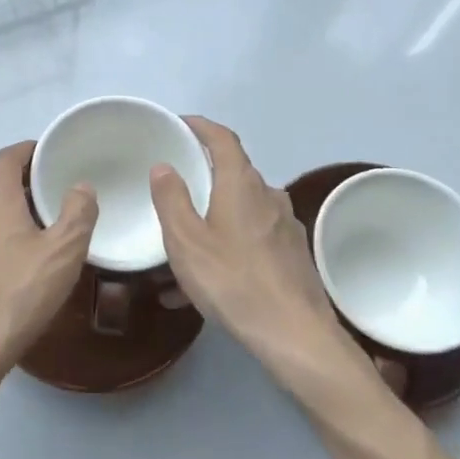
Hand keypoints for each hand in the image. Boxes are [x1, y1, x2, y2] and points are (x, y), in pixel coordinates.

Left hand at [0, 140, 97, 397]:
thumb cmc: (17, 296)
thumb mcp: (63, 254)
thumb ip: (78, 213)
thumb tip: (80, 186)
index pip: (6, 158)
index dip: (27, 150)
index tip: (47, 155)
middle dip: (23, 193)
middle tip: (53, 207)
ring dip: (6, 224)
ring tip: (33, 247)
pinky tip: (6, 279)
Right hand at [150, 117, 374, 396]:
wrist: (295, 334)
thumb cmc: (233, 281)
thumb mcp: (186, 241)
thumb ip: (171, 199)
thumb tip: (164, 165)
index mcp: (241, 184)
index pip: (223, 139)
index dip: (202, 126)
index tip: (182, 124)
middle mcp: (268, 195)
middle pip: (234, 173)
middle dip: (204, 176)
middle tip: (175, 189)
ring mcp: (285, 225)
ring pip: (242, 209)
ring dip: (214, 217)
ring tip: (185, 247)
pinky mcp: (293, 254)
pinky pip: (253, 238)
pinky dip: (229, 246)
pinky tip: (209, 281)